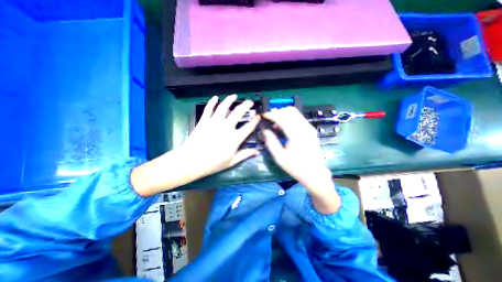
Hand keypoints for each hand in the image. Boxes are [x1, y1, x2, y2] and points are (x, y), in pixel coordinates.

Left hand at [131, 95, 260, 195]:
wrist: (191, 161)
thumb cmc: (213, 164)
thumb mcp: (232, 161)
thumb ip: (245, 155)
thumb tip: (257, 152)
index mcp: (235, 138)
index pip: (248, 127)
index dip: (255, 121)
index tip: (258, 116)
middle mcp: (226, 127)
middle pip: (238, 113)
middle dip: (246, 105)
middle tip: (250, 102)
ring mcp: (214, 122)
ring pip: (223, 107)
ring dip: (230, 100)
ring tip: (234, 96)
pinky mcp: (204, 121)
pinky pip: (208, 109)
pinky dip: (212, 102)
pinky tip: (215, 97)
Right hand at [261, 107, 338, 213]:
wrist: (314, 173)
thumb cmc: (296, 167)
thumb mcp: (280, 158)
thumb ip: (271, 142)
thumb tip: (265, 131)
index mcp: (296, 135)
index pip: (282, 118)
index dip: (272, 115)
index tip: (264, 115)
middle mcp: (304, 128)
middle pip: (290, 111)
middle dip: (278, 112)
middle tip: (269, 118)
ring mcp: (309, 128)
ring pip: (295, 112)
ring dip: (283, 114)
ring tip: (275, 124)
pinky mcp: (310, 129)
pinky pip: (298, 118)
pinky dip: (289, 118)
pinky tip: (284, 127)